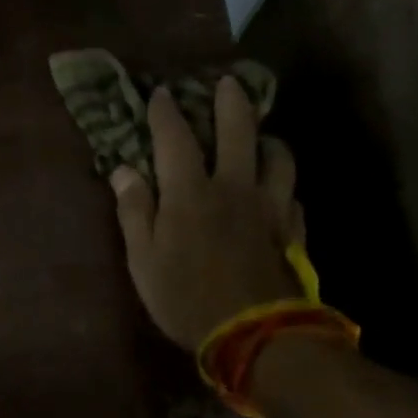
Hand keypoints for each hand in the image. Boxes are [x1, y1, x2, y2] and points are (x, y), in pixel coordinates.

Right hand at [111, 77, 304, 347]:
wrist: (253, 334)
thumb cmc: (185, 298)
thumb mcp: (143, 260)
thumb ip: (134, 211)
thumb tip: (124, 170)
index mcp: (191, 192)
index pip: (175, 138)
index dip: (165, 112)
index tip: (160, 94)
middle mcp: (234, 187)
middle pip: (239, 131)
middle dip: (231, 101)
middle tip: (228, 83)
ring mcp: (269, 207)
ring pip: (278, 157)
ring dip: (269, 140)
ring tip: (262, 138)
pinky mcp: (292, 231)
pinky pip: (293, 197)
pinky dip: (284, 188)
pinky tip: (279, 194)